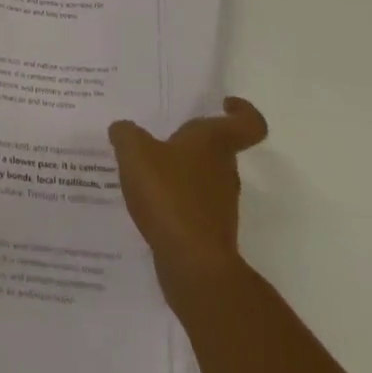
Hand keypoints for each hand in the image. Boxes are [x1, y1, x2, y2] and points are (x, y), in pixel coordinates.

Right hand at [108, 97, 269, 284]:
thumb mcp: (135, 152)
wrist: (194, 268)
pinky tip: (147, 204)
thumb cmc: (170, 196)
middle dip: (192, 142)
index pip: (248, 123)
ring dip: (181, 173)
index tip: (223, 103)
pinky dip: (174, 203)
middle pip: (219, 149)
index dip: (242, 111)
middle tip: (162, 136)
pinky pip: (192, 207)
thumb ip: (126, 134)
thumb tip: (123, 129)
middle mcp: (224, 171)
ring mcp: (220, 206)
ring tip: (146, 171)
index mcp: (215, 143)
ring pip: (204, 179)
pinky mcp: (210, 235)